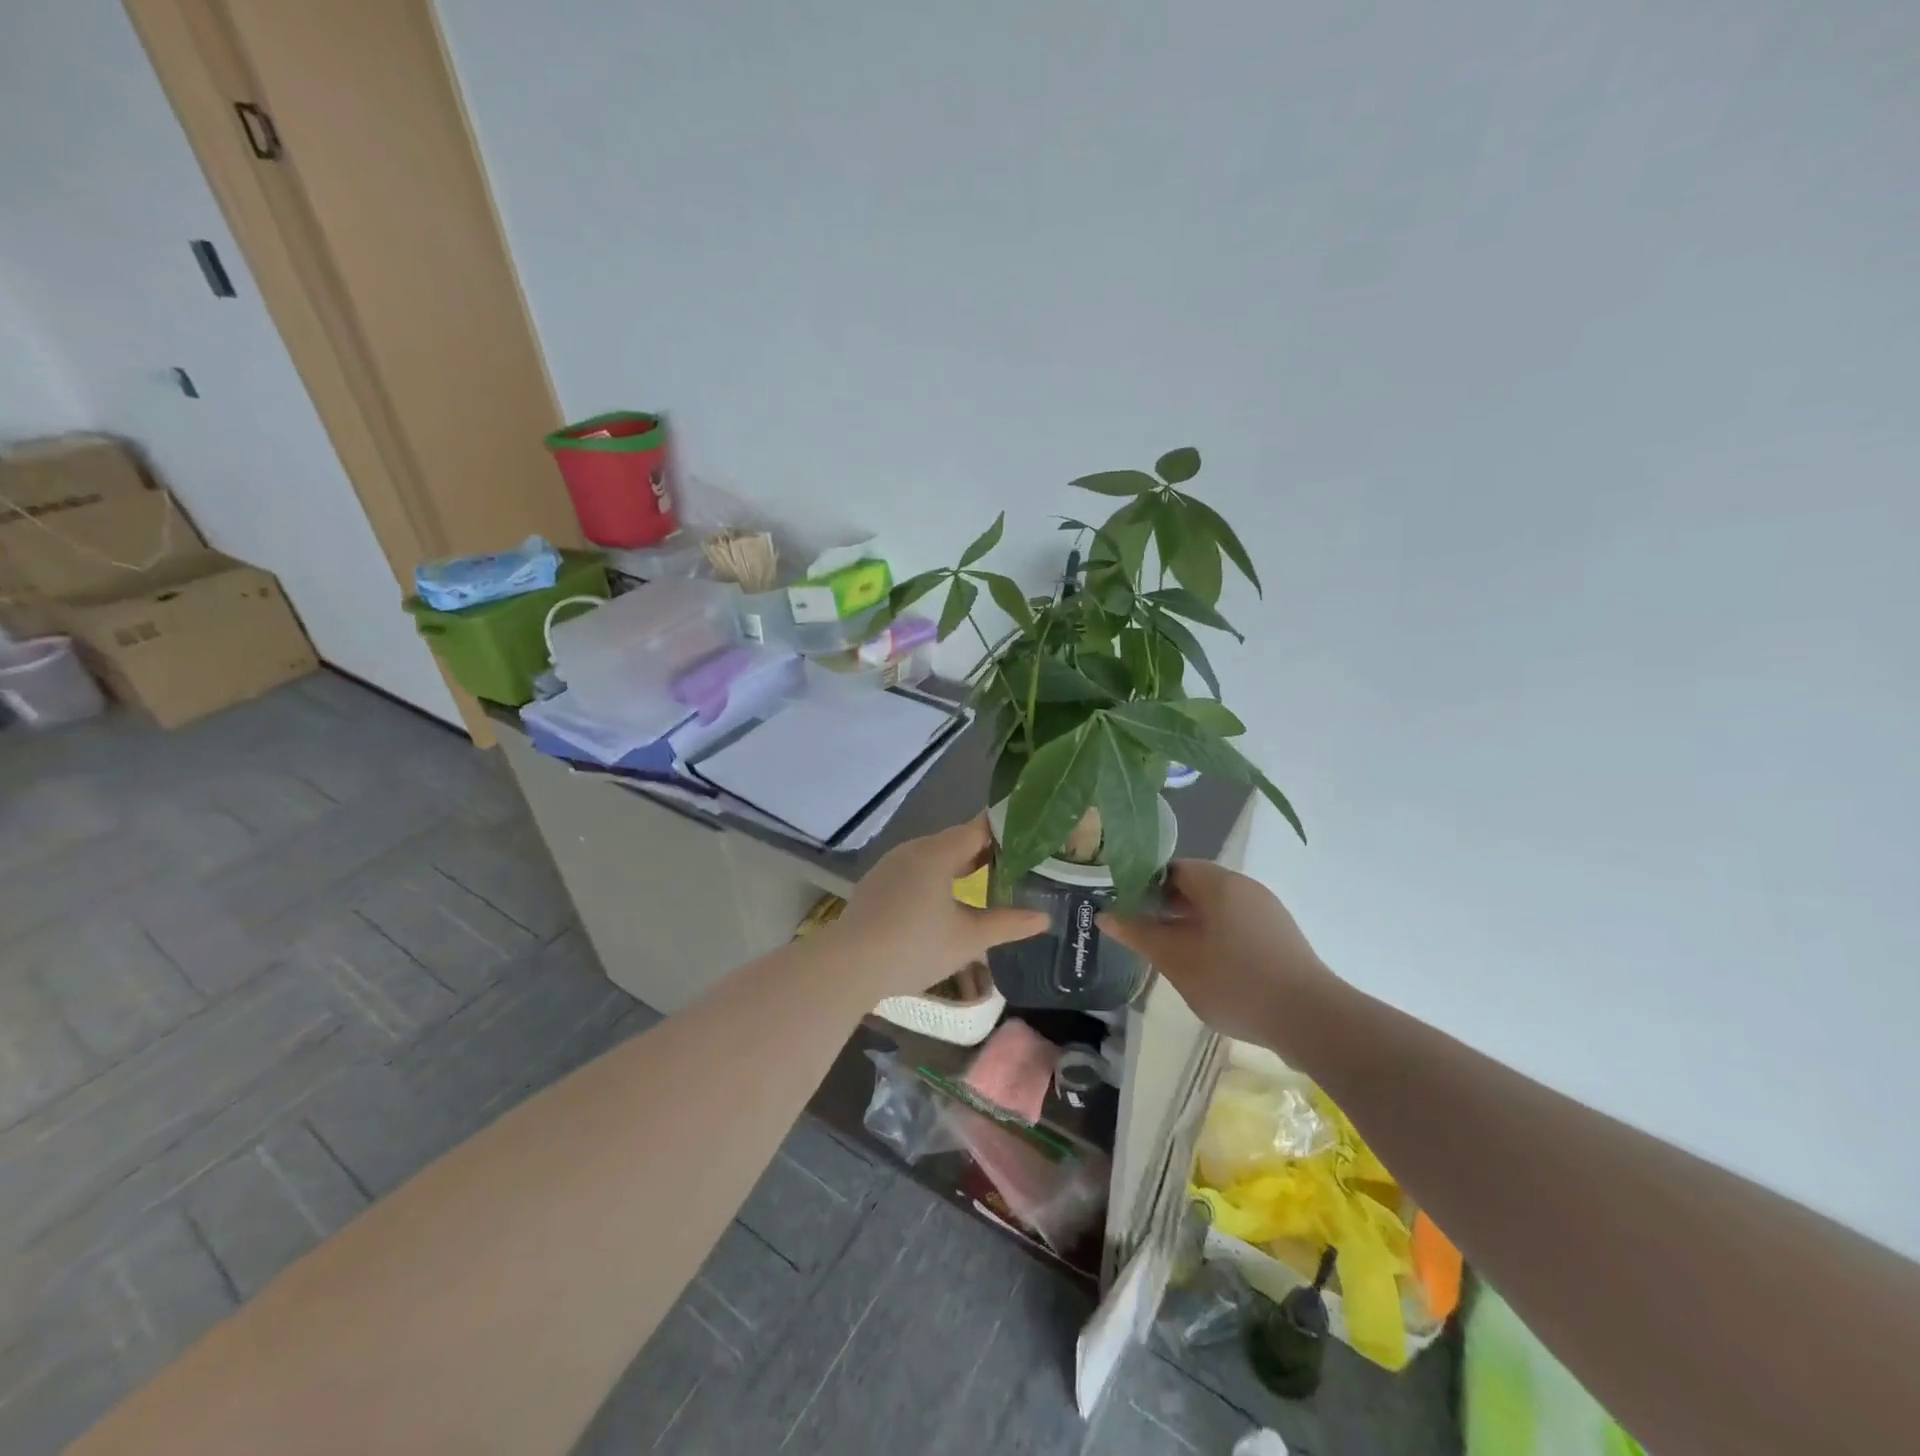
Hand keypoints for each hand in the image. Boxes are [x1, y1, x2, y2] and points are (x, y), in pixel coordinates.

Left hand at [828, 816, 1049, 998]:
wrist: (848, 966)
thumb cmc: (914, 946)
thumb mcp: (969, 939)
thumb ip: (1008, 924)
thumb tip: (1043, 918)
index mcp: (938, 852)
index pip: (980, 827)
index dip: (1008, 831)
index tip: (1033, 840)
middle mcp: (914, 849)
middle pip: (958, 840)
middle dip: (987, 852)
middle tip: (1019, 867)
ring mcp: (891, 865)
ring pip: (935, 857)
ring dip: (961, 867)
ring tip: (988, 884)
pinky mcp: (878, 884)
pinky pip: (916, 871)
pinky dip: (937, 879)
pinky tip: (946, 903)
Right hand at [1099, 861, 1339, 1051]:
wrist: (1310, 1018)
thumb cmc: (1233, 980)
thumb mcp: (1175, 959)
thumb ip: (1138, 933)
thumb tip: (1105, 914)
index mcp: (1218, 882)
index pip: (1172, 867)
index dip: (1145, 884)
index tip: (1127, 909)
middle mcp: (1244, 886)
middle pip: (1195, 886)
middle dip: (1166, 907)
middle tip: (1143, 934)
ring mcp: (1267, 911)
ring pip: (1217, 907)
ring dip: (1190, 924)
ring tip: (1171, 954)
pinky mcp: (1280, 936)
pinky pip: (1237, 924)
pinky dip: (1216, 936)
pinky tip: (1207, 967)